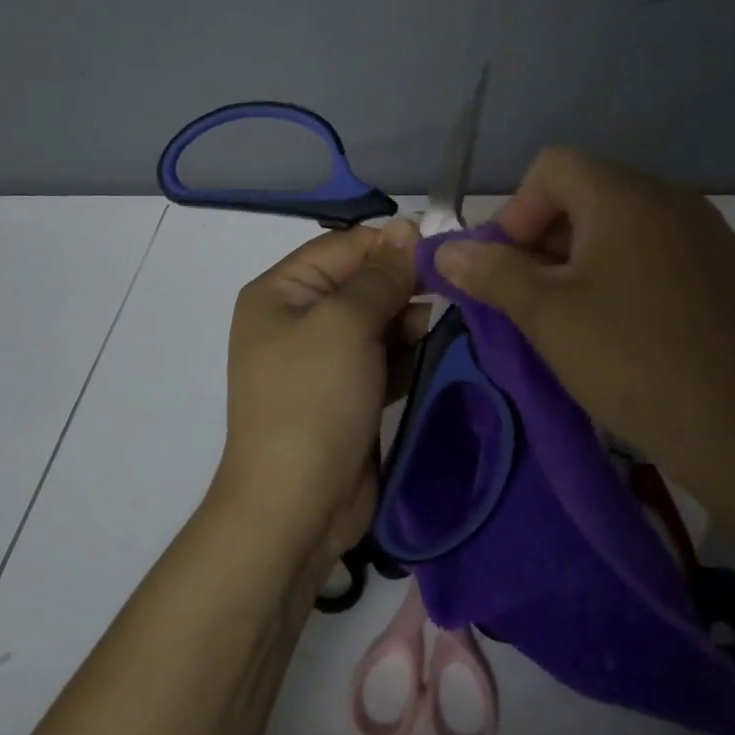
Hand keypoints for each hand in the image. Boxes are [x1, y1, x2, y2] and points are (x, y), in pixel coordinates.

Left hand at [217, 219, 424, 570]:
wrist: (295, 508)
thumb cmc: (313, 401)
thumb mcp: (345, 325)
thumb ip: (380, 275)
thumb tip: (407, 226)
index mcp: (281, 291)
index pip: (344, 246)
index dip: (392, 245)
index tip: (444, 251)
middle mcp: (298, 318)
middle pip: (362, 282)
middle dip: (405, 286)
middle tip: (453, 291)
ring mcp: (322, 359)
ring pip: (378, 320)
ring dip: (411, 322)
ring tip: (445, 327)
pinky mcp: (347, 392)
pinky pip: (382, 357)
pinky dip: (407, 354)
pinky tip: (437, 352)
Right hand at [434, 148, 734, 531]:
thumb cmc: (630, 359)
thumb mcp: (545, 314)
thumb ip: (490, 271)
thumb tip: (446, 249)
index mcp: (625, 195)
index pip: (553, 167)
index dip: (517, 210)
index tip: (509, 267)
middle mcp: (670, 197)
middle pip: (588, 191)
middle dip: (545, 236)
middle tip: (531, 295)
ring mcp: (706, 233)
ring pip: (624, 223)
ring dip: (583, 255)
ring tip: (573, 313)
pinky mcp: (728, 270)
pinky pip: (659, 248)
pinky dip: (626, 270)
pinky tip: (625, 324)